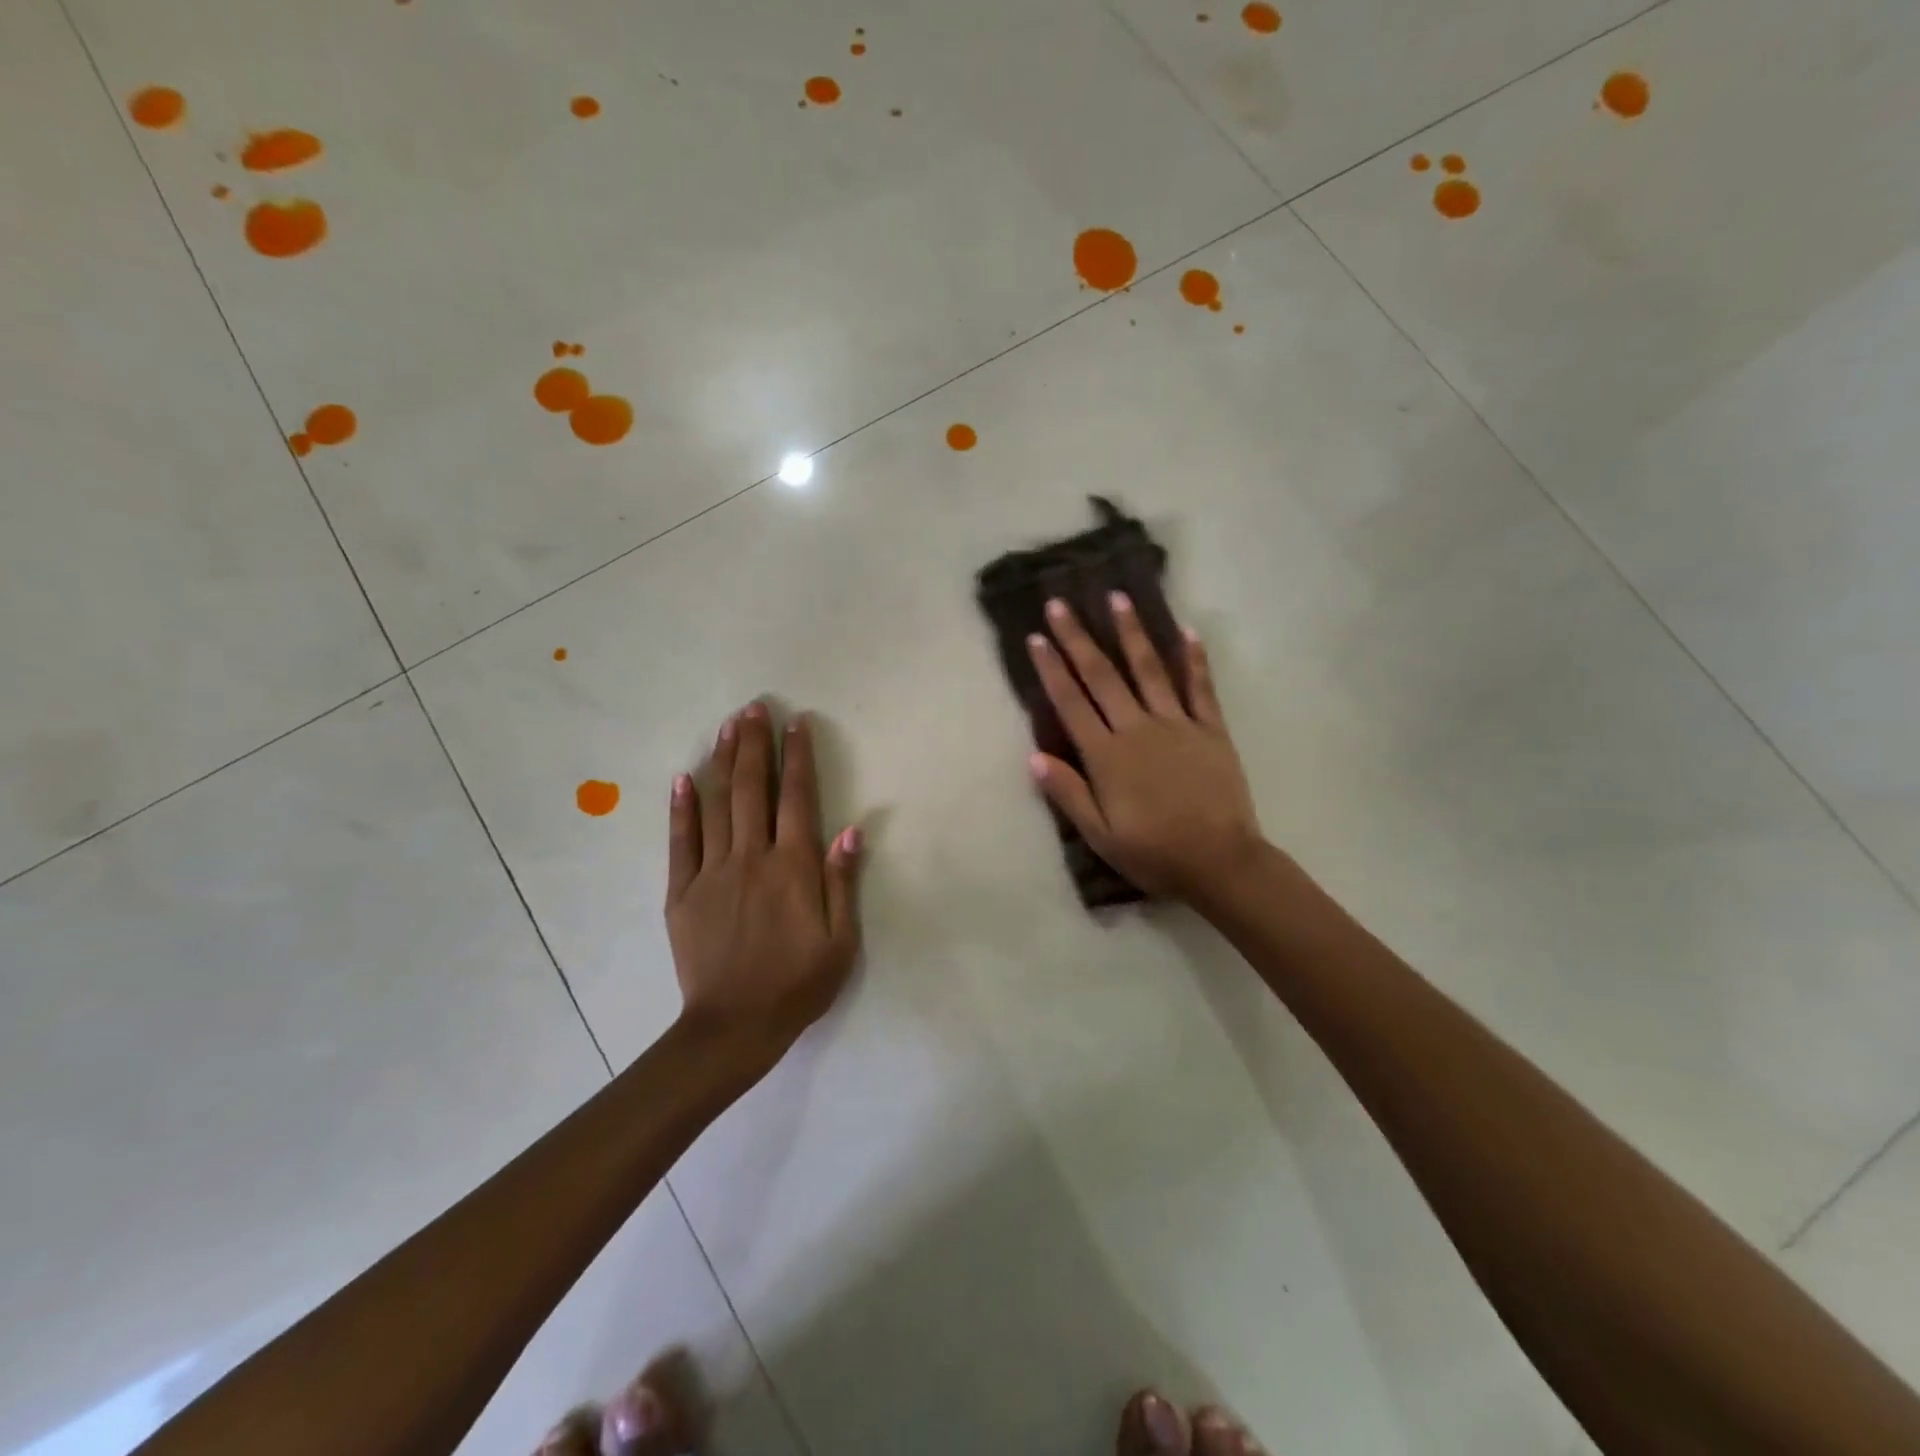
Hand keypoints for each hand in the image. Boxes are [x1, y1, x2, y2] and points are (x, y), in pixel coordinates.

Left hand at [666, 702, 862, 1059]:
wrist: (734, 1027)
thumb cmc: (797, 984)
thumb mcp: (841, 941)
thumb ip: (843, 882)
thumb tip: (850, 830)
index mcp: (793, 867)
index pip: (797, 798)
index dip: (798, 757)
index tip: (797, 723)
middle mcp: (752, 857)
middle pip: (753, 789)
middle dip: (755, 744)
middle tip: (754, 708)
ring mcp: (712, 872)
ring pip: (718, 804)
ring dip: (723, 762)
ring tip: (727, 726)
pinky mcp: (682, 892)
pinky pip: (681, 841)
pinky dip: (682, 808)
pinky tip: (684, 778)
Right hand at [1027, 595, 1262, 903]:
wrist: (1220, 862)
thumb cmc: (1153, 853)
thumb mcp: (1100, 834)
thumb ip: (1068, 792)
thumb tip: (1034, 757)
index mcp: (1106, 755)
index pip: (1071, 703)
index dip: (1051, 669)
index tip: (1037, 638)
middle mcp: (1137, 729)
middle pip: (1102, 676)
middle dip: (1079, 638)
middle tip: (1061, 604)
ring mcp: (1177, 725)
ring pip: (1149, 670)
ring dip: (1132, 633)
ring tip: (1118, 598)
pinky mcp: (1211, 730)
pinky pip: (1200, 688)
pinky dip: (1194, 659)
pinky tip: (1186, 632)